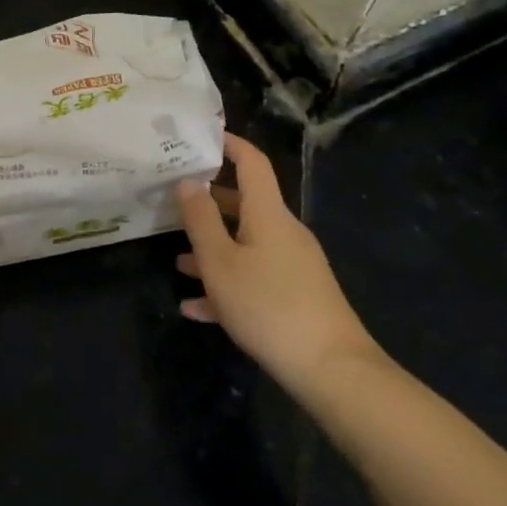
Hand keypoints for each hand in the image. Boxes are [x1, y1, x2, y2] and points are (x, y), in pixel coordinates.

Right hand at [176, 133, 385, 397]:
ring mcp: (293, 265)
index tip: (202, 136)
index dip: (229, 144)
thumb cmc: (268, 305)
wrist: (332, 369)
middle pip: (245, 205)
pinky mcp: (297, 296)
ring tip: (178, 263)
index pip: (252, 162)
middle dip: (209, 204)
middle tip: (174, 202)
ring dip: (214, 250)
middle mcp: (284, 232)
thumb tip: (188, 181)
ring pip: (246, 245)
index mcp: (268, 214)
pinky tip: (197, 309)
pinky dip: (228, 286)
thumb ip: (200, 220)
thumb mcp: (221, 262)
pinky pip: (255, 279)